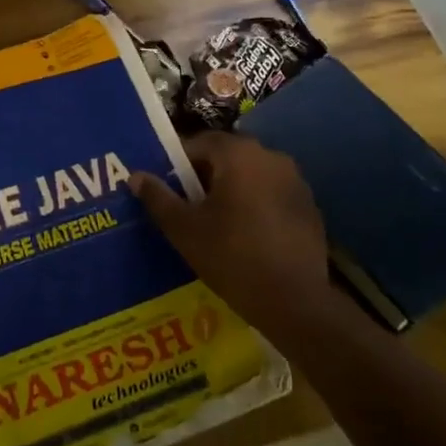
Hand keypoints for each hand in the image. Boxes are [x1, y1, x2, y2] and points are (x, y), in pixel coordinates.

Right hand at [131, 132, 329, 336]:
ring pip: (252, 176)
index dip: (178, 163)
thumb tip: (136, 176)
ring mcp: (296, 181)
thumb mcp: (184, 229)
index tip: (168, 188)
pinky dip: (257, 206)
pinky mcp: (310, 207)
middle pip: (228, 157)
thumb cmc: (232, 257)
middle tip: (188, 206)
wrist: (295, 302)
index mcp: (238, 154)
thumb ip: (158, 198)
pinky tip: (249, 236)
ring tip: (217, 223)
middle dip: (206, 176)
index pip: (200, 143)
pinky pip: (273, 195)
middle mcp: (271, 156)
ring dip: (233, 190)